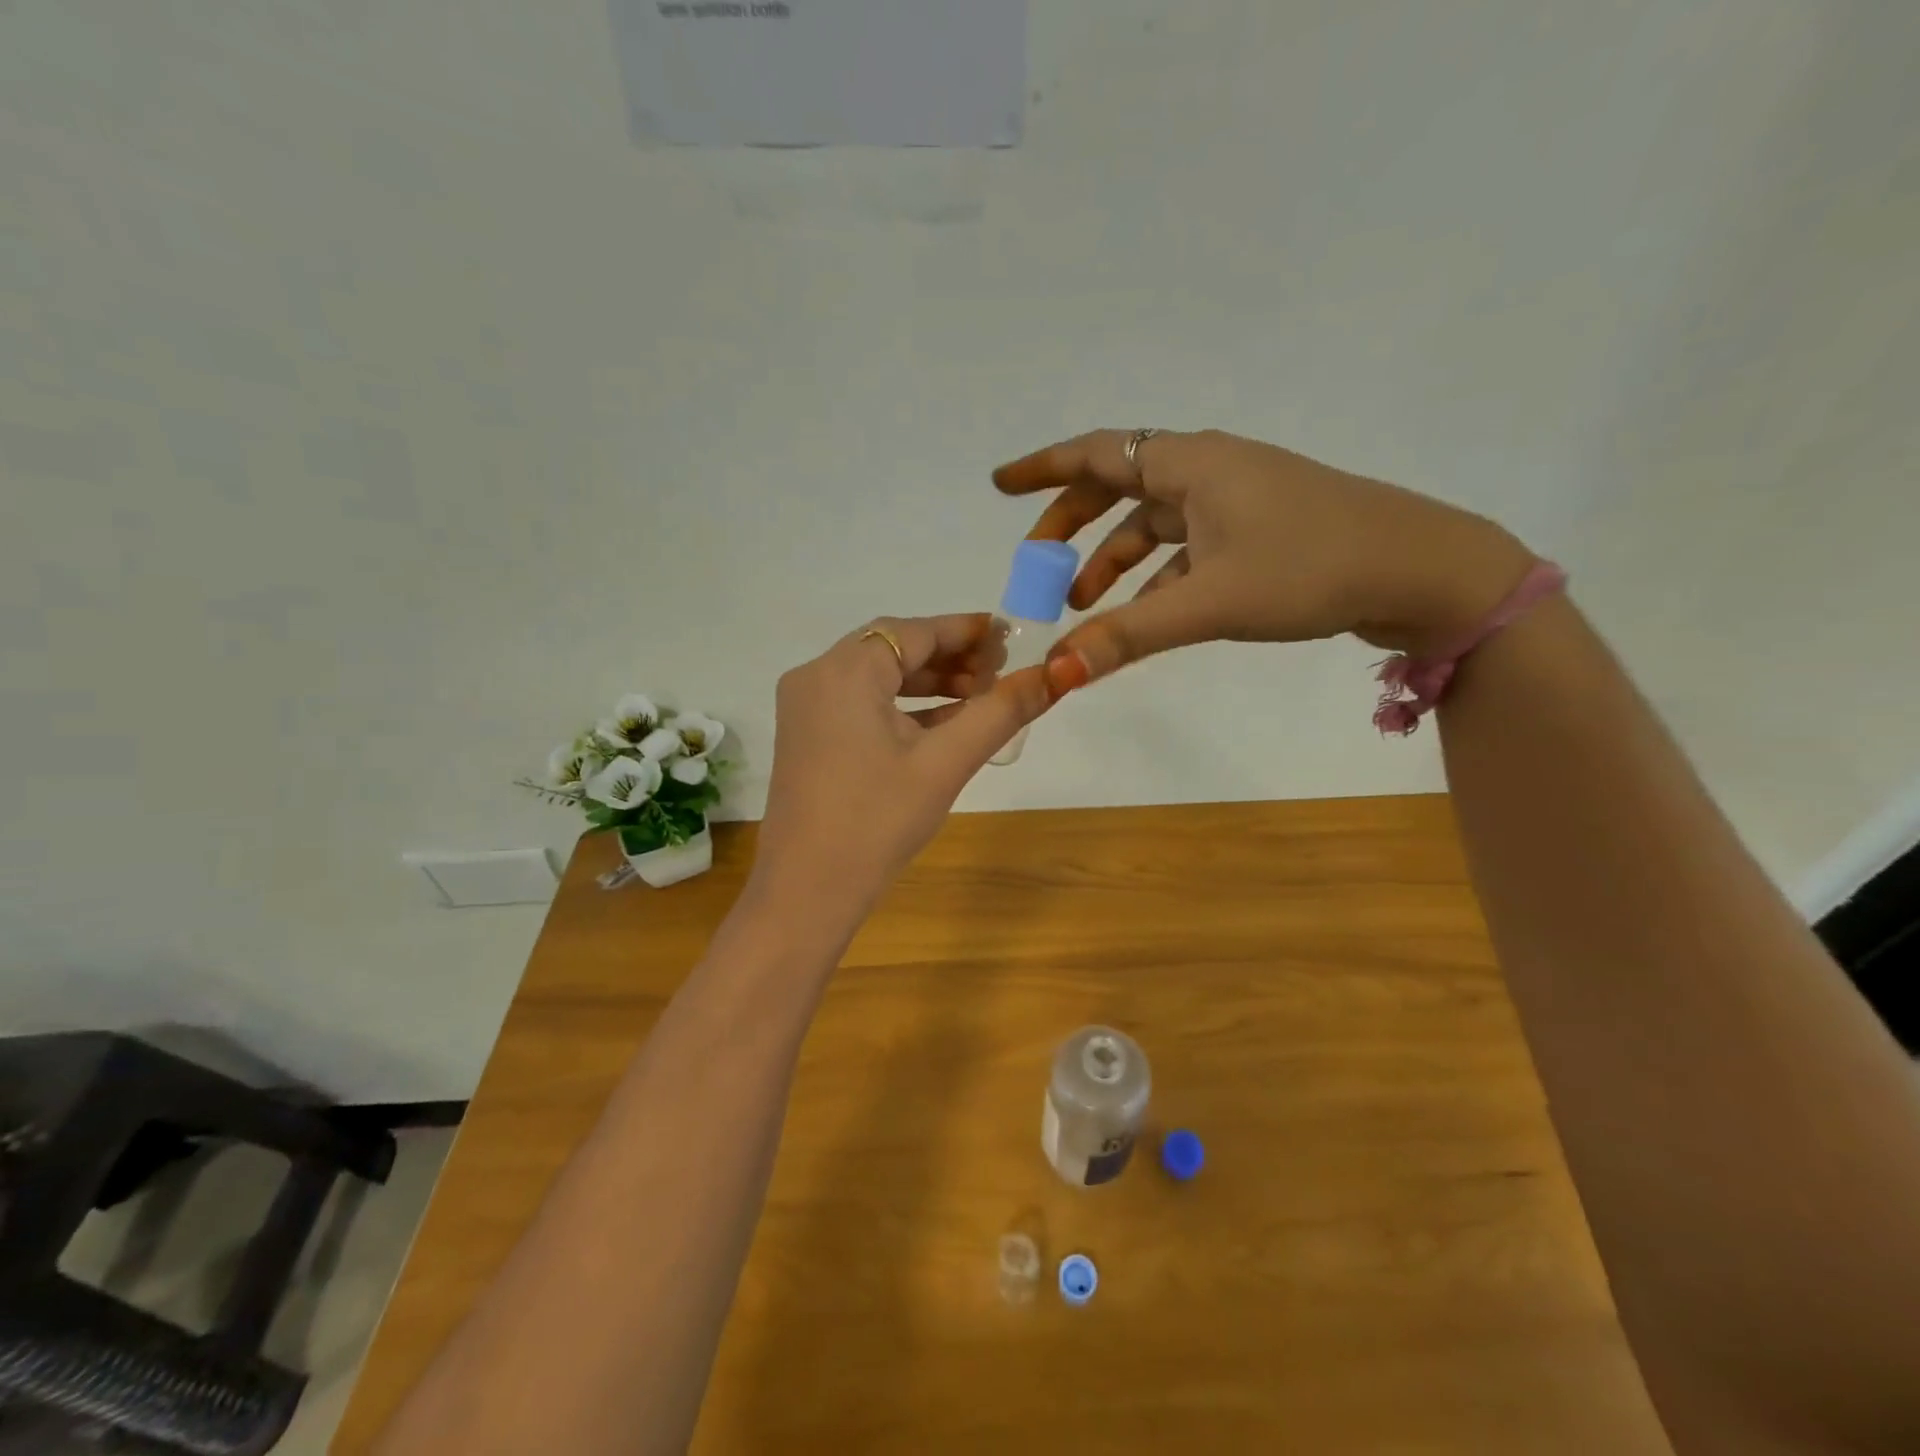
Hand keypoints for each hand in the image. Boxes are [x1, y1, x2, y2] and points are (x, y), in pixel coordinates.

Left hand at [751, 613, 1055, 914]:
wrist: (807, 892)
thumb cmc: (877, 821)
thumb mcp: (945, 762)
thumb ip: (1000, 712)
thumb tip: (1056, 674)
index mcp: (845, 670)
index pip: (914, 631)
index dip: (967, 631)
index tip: (1012, 637)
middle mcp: (817, 676)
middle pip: (894, 649)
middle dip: (950, 658)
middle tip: (1001, 673)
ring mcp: (806, 708)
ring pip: (878, 677)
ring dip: (929, 684)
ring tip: (981, 698)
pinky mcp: (808, 737)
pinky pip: (861, 704)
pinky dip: (902, 708)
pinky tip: (944, 724)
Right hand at [994, 429, 1536, 681]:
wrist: (1421, 570)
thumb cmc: (1311, 567)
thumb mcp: (1210, 603)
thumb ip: (1127, 635)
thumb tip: (1057, 671)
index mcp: (1192, 464)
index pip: (1098, 453)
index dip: (1043, 469)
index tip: (1000, 486)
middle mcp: (1208, 470)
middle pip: (1119, 487)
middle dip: (1071, 524)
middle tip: (1035, 562)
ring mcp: (1236, 500)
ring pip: (1153, 522)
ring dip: (1112, 559)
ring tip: (1081, 603)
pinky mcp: (1256, 531)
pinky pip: (1185, 547)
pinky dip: (1155, 576)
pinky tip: (1144, 614)